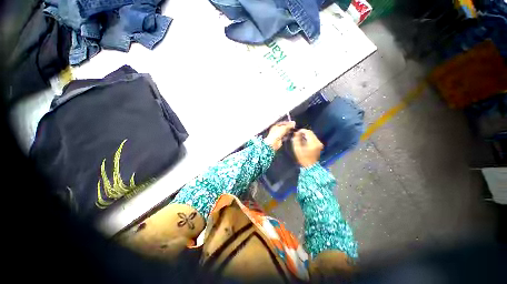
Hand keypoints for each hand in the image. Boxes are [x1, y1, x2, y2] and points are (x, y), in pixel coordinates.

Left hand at [264, 121, 295, 150]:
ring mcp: (278, 135)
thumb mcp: (284, 128)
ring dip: (288, 132)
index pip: (282, 123)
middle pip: (283, 128)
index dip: (287, 123)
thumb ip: (289, 125)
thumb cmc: (276, 134)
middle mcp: (276, 130)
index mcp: (275, 126)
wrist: (274, 142)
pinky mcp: (279, 139)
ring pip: (284, 132)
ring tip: (292, 131)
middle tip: (293, 127)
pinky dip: (287, 136)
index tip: (292, 123)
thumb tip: (293, 123)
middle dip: (288, 127)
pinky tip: (290, 135)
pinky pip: (284, 137)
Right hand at [292, 129, 322, 166]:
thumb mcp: (297, 149)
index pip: (308, 132)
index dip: (302, 130)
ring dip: (306, 135)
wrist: (310, 165)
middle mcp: (317, 142)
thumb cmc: (303, 158)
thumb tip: (296, 133)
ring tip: (300, 138)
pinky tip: (304, 140)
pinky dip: (309, 138)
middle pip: (311, 133)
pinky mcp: (319, 145)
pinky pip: (313, 138)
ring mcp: (319, 143)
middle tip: (298, 135)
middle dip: (304, 132)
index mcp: (312, 143)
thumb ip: (296, 140)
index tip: (296, 132)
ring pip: (312, 135)